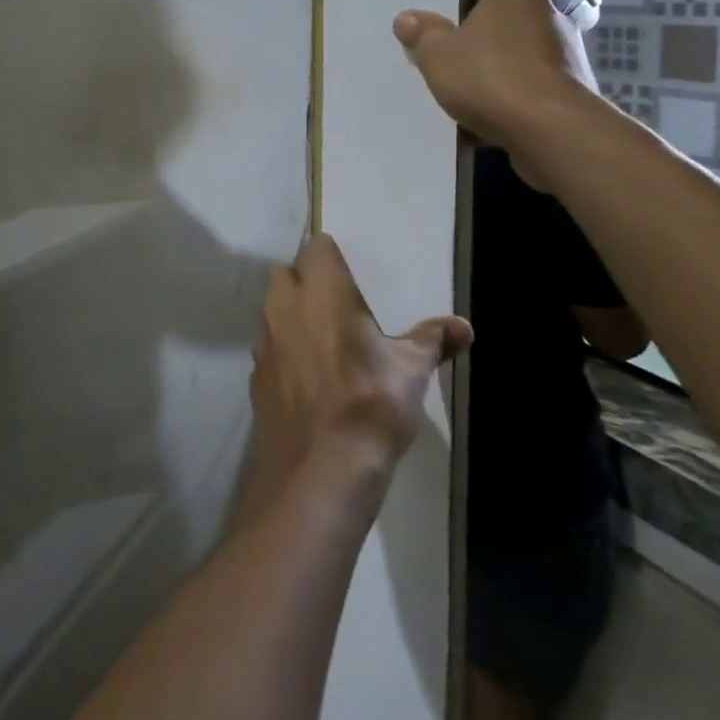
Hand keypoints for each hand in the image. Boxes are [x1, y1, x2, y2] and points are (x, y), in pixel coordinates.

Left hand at [245, 235, 472, 512]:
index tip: (352, 274)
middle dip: (308, 281)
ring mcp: (264, 341)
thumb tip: (464, 326)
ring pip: (273, 309)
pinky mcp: (256, 375)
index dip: (332, 256)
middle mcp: (284, 306)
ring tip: (326, 340)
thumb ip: (433, 340)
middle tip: (340, 305)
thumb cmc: (370, 405)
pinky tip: (309, 377)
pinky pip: (269, 347)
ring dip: (293, 314)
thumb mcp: (411, 371)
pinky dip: (284, 351)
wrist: (320, 472)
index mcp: (321, 291)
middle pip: (288, 273)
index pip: (316, 247)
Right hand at [392, 0, 598, 151]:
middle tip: (442, 62)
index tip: (433, 32)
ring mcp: (565, 52)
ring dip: (492, 73)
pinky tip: (487, 117)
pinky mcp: (572, 88)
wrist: (550, 130)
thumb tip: (407, 18)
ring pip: (512, 58)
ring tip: (462, 95)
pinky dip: (510, 98)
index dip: (452, 10)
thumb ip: (421, 32)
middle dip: (473, 43)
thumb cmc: (489, 77)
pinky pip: (528, 87)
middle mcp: (546, 12)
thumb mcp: (436, 53)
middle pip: (496, 24)